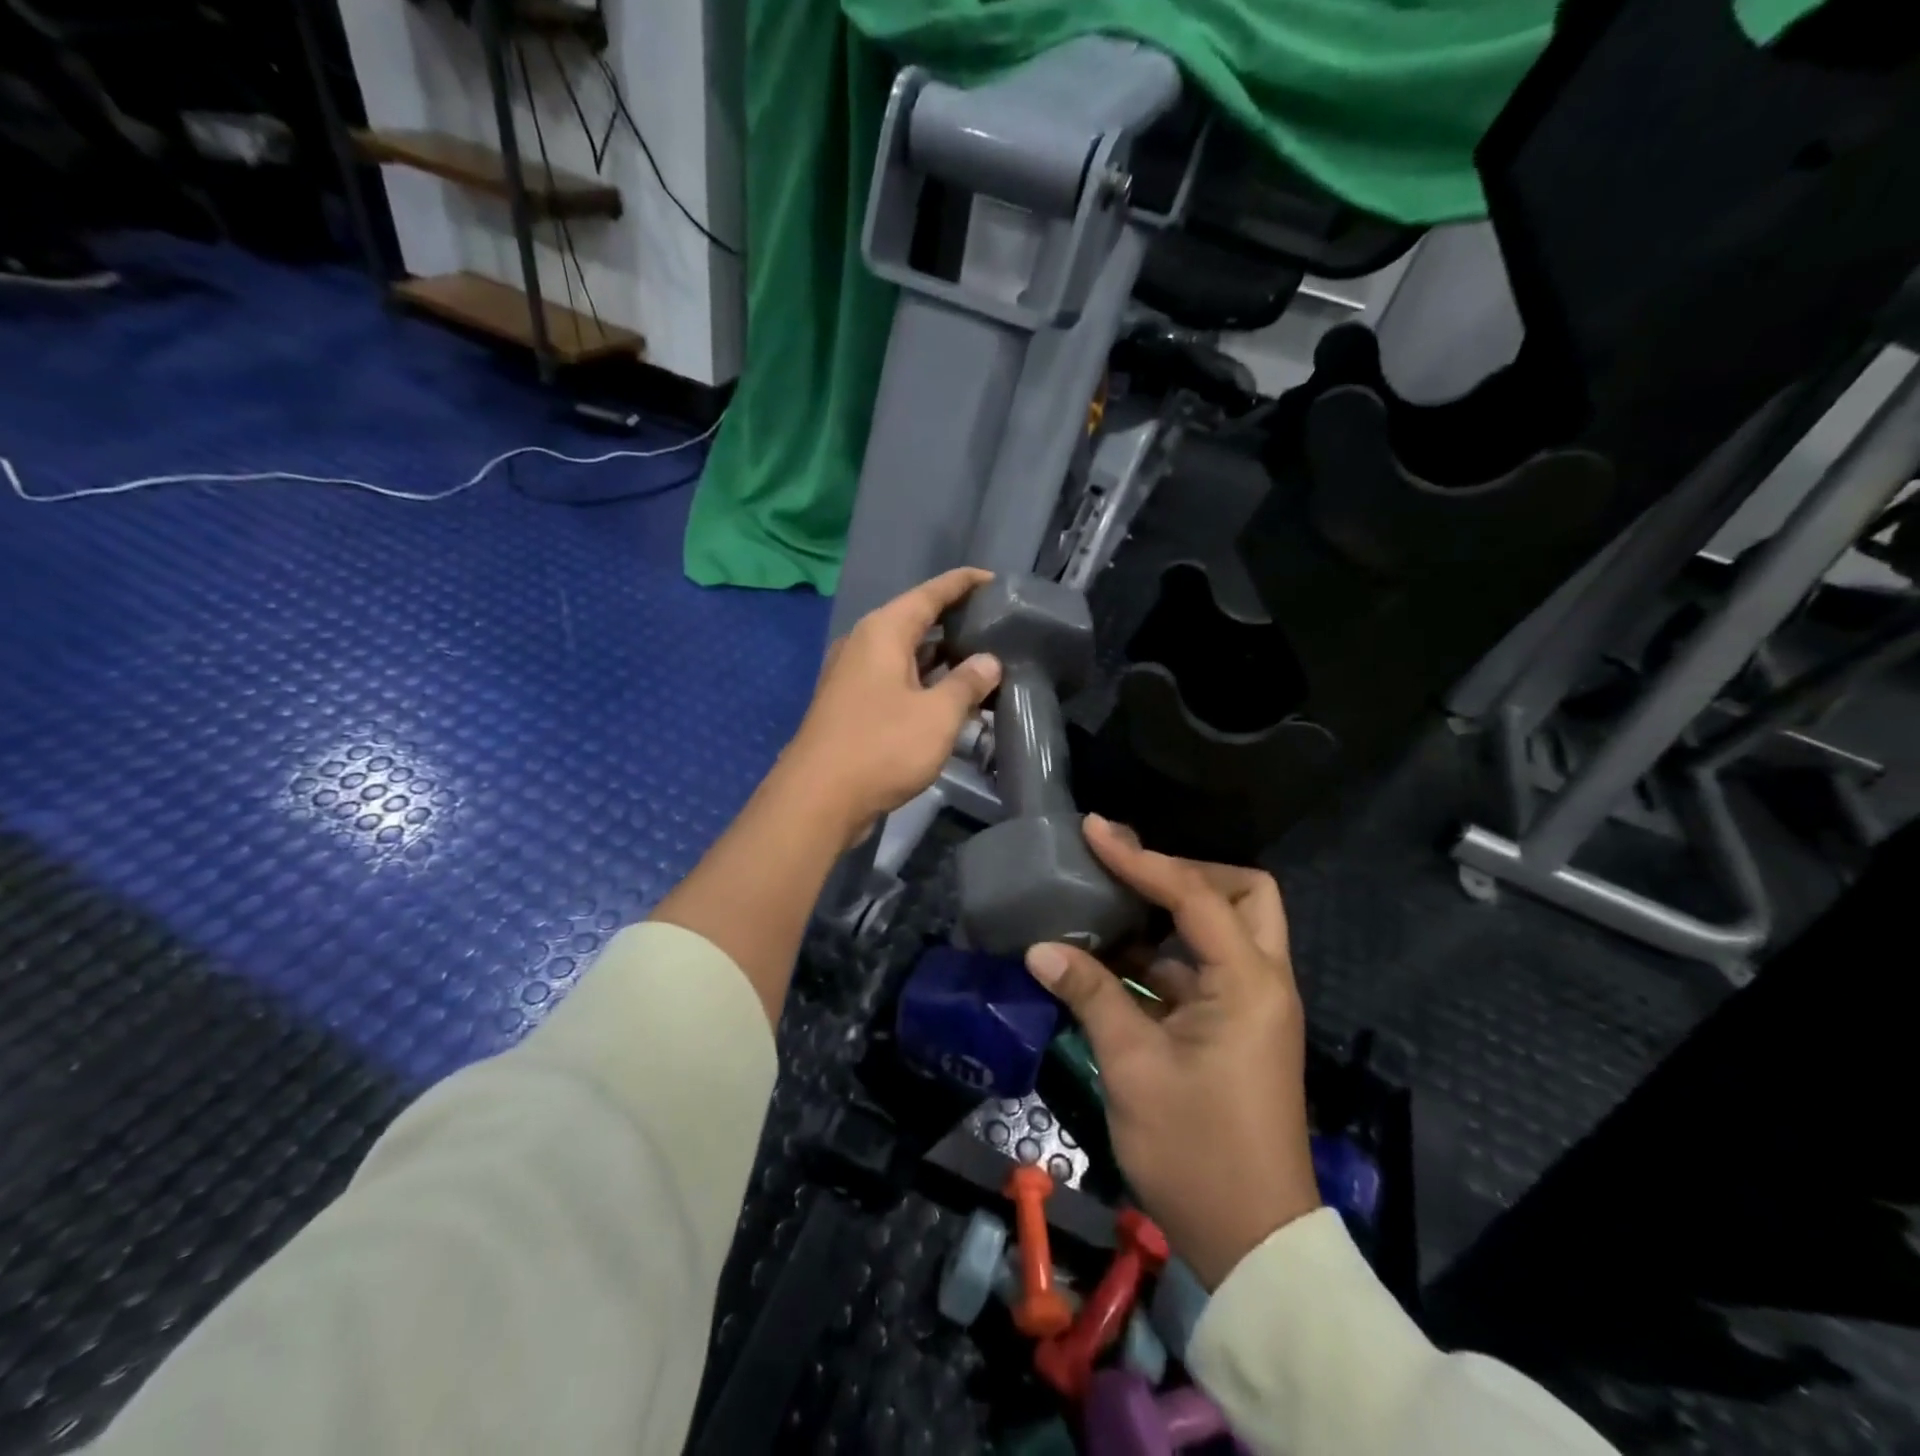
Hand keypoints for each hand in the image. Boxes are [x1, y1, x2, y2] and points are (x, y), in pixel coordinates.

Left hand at [781, 568, 1002, 848]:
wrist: (818, 799)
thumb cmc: (881, 747)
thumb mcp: (937, 715)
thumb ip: (967, 683)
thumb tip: (988, 661)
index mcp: (883, 631)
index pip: (930, 593)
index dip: (963, 583)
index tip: (994, 579)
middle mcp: (864, 644)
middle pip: (915, 620)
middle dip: (954, 621)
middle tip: (996, 625)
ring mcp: (853, 675)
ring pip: (905, 654)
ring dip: (941, 658)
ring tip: (982, 660)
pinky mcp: (851, 705)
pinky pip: (895, 680)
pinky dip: (923, 682)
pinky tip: (950, 697)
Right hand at [1024, 816, 1318, 1289]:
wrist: (1252, 1243)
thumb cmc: (1196, 1151)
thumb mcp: (1134, 1067)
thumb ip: (1091, 995)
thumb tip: (1041, 948)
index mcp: (1248, 982)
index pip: (1194, 895)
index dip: (1140, 858)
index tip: (1094, 831)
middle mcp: (1262, 981)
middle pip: (1242, 894)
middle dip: (1188, 873)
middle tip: (1130, 872)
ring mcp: (1252, 1006)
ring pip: (1224, 930)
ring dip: (1172, 913)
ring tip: (1111, 902)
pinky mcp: (1236, 1029)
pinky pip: (1203, 969)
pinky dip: (1164, 956)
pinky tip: (1115, 959)